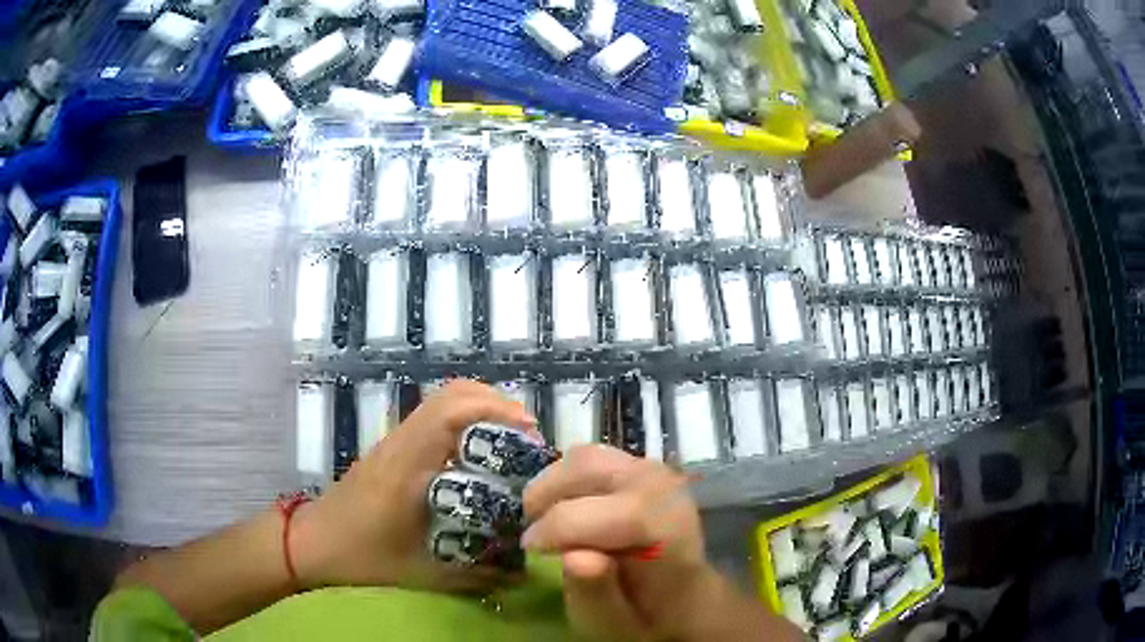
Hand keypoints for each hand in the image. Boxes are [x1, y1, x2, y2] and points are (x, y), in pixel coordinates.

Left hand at [289, 380, 537, 591]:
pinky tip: (477, 457)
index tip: (530, 433)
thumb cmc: (360, 557)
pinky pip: (432, 419)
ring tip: (510, 442)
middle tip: (527, 437)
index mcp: (407, 465)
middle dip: (495, 404)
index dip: (495, 411)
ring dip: (479, 410)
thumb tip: (525, 575)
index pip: (450, 412)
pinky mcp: (391, 450)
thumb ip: (474, 574)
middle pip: (450, 394)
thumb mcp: (420, 572)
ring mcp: (394, 442)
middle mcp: (401, 443)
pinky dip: (462, 422)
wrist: (311, 544)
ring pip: (440, 402)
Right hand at [523, 445, 800, 640]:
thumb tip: (573, 557)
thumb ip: (596, 595)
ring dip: (552, 485)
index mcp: (669, 532)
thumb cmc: (646, 616)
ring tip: (541, 519)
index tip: (531, 549)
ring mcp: (653, 471)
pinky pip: (590, 459)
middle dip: (547, 497)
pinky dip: (564, 479)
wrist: (681, 595)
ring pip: (585, 458)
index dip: (562, 527)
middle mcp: (664, 490)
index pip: (616, 514)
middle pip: (591, 471)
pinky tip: (560, 507)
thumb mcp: (616, 625)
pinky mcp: (639, 465)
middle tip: (531, 533)